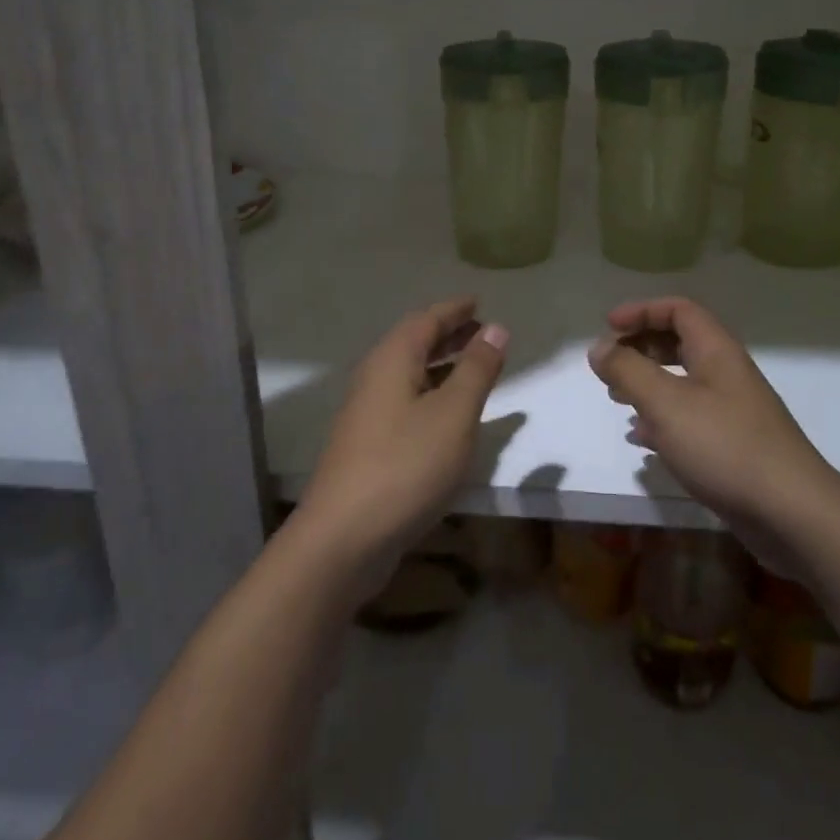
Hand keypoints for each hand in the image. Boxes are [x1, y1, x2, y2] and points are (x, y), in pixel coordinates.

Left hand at [297, 297, 507, 593]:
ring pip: (408, 374)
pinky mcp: (368, 445)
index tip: (478, 302)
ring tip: (473, 367)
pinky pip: (405, 401)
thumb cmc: (406, 465)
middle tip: (481, 330)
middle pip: (413, 344)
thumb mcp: (454, 414)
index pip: (425, 320)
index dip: (454, 310)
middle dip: (448, 334)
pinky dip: (431, 394)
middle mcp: (374, 379)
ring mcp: (366, 414)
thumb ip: (477, 369)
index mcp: (391, 361)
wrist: (344, 538)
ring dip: (441, 365)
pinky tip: (449, 415)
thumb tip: (496, 328)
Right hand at [588, 297, 835, 566]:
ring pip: (683, 382)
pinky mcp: (732, 446)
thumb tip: (599, 347)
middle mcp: (727, 374)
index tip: (608, 328)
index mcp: (717, 352)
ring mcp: (732, 411)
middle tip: (609, 366)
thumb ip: (628, 371)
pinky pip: (689, 419)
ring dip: (647, 384)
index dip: (641, 311)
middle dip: (640, 347)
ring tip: (617, 398)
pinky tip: (642, 440)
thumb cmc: (725, 447)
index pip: (679, 310)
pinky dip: (661, 420)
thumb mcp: (666, 403)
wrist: (792, 513)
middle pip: (680, 343)